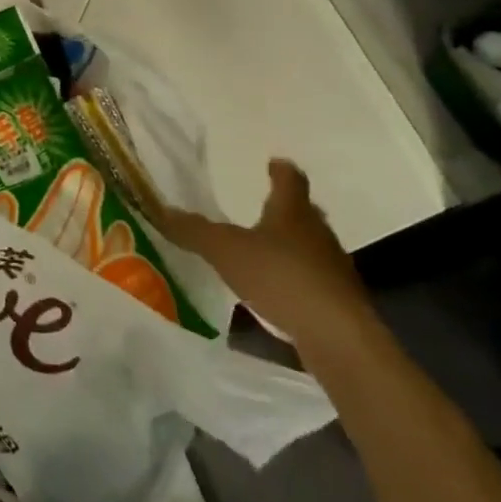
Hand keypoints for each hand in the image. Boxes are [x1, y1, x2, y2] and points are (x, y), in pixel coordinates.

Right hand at [157, 160, 376, 357]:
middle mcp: (318, 233)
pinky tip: (279, 294)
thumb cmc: (281, 277)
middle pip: (305, 212)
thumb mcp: (225, 250)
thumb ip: (194, 231)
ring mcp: (333, 269)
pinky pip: (315, 282)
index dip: (281, 169)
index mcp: (292, 211)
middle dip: (287, 209)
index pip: (290, 179)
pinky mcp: (340, 303)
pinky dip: (297, 281)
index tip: (274, 163)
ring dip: (293, 247)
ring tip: (266, 253)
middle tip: (266, 208)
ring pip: (312, 248)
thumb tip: (161, 209)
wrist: (337, 338)